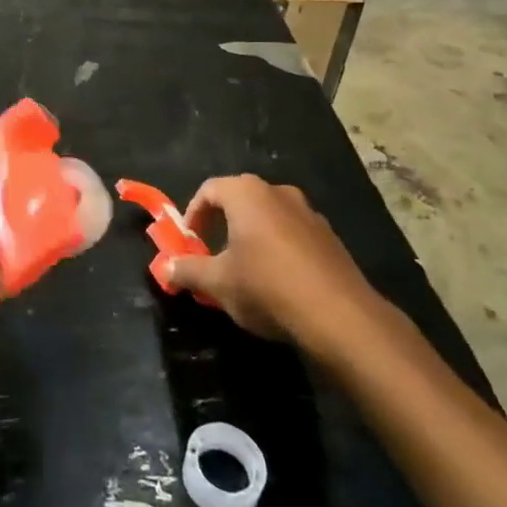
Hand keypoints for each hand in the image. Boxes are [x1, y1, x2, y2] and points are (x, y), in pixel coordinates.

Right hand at [165, 175, 385, 359]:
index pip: (209, 190)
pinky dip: (279, 249)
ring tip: (245, 270)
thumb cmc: (267, 288)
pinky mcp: (331, 238)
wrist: (341, 317)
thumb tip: (165, 268)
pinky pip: (294, 234)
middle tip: (212, 254)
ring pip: (269, 217)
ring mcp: (309, 213)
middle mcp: (278, 193)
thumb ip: (188, 271)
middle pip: (240, 200)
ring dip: (252, 237)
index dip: (193, 214)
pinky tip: (278, 283)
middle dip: (222, 224)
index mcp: (247, 193)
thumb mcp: (218, 283)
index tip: (189, 241)